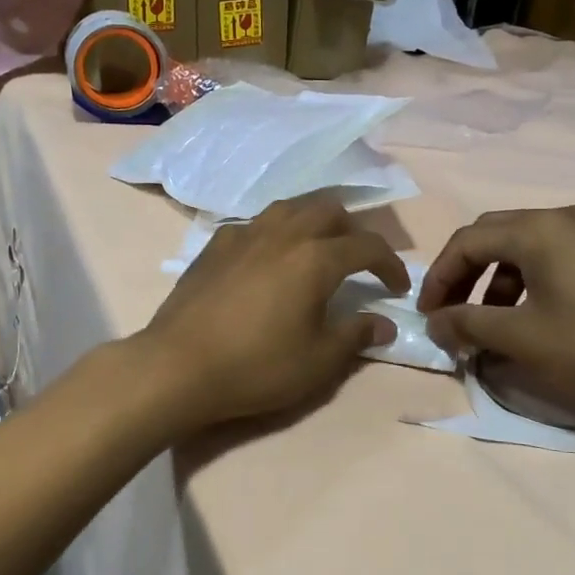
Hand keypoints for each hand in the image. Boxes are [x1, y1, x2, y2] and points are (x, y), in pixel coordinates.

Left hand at [131, 195, 408, 431]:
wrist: (178, 366)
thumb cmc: (256, 366)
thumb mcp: (317, 361)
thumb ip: (355, 336)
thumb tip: (384, 324)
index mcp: (315, 257)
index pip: (367, 246)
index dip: (390, 264)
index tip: (397, 288)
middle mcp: (282, 233)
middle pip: (329, 210)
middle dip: (352, 231)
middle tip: (357, 263)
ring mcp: (244, 234)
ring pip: (290, 207)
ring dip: (313, 222)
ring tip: (316, 252)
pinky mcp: (215, 245)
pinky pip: (256, 224)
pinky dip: (276, 234)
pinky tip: (268, 261)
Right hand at [418, 206, 574, 414]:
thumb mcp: (523, 338)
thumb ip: (469, 324)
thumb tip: (434, 323)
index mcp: (537, 229)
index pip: (467, 241)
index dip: (439, 278)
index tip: (428, 316)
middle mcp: (562, 217)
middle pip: (492, 236)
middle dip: (463, 275)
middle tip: (450, 313)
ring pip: (522, 248)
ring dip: (494, 281)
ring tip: (488, 324)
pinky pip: (551, 256)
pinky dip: (526, 282)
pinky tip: (528, 317)